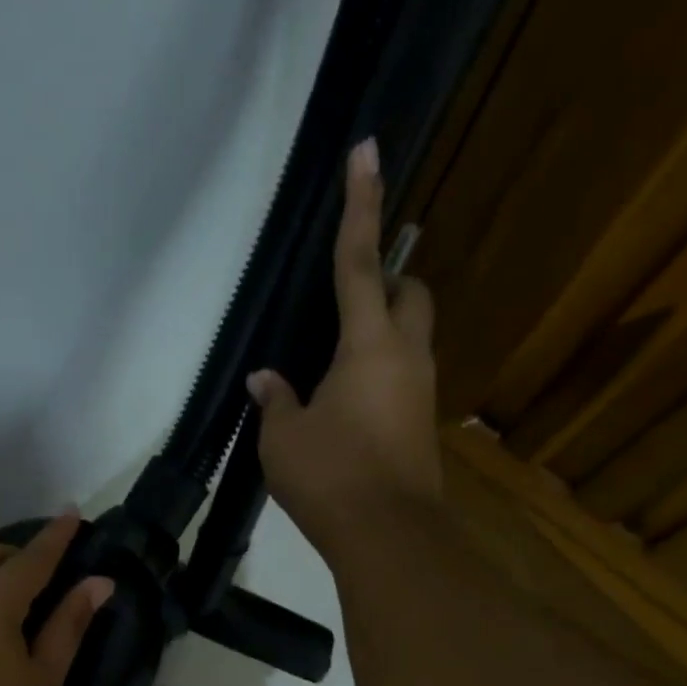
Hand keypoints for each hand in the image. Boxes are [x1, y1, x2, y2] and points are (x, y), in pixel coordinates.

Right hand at [248, 137, 439, 565]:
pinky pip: (403, 375)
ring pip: (412, 334)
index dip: (360, 205)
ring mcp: (420, 389)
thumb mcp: (283, 438)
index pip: (359, 262)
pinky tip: (346, 403)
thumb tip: (266, 378)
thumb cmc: (329, 476)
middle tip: (349, 297)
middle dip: (387, 279)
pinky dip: (379, 371)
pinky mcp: (421, 422)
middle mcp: (405, 355)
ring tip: (335, 361)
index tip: (368, 150)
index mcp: (367, 344)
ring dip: (382, 329)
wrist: (387, 535)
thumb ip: (276, 400)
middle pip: (409, 292)